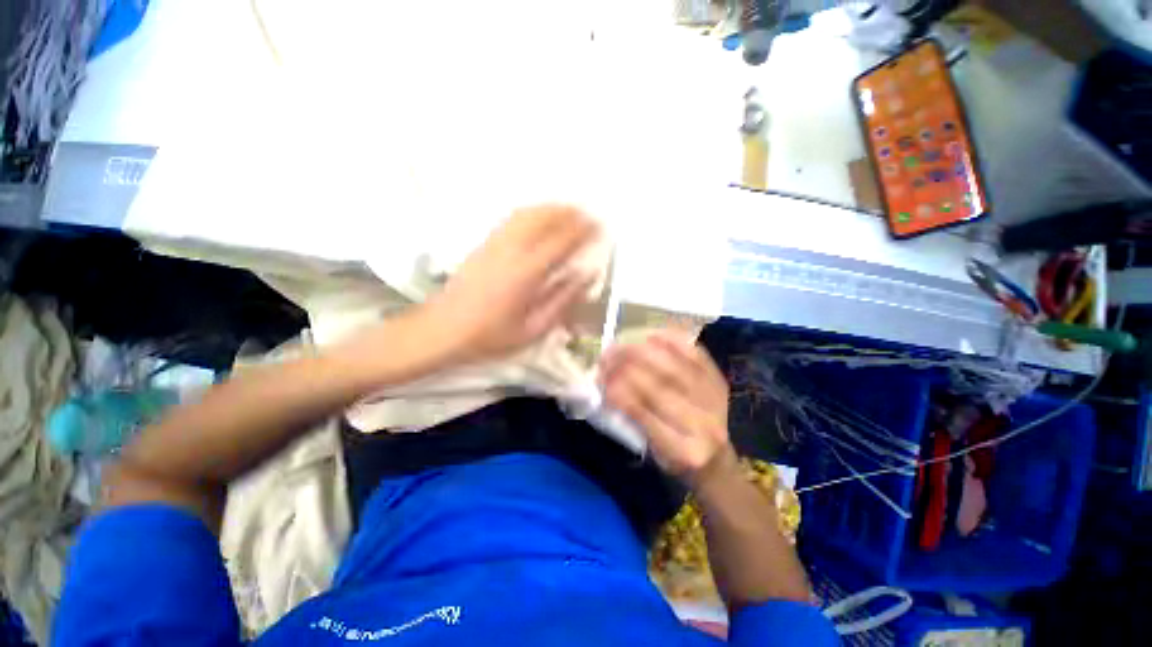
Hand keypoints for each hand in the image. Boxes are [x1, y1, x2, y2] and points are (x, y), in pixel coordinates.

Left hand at [422, 204, 599, 362]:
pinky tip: (537, 218)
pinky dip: (531, 212)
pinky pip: (511, 219)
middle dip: (569, 213)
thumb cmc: (490, 336)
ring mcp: (494, 244)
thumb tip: (586, 276)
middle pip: (544, 219)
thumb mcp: (534, 328)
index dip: (583, 231)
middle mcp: (511, 250)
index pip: (562, 241)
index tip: (599, 226)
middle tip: (587, 214)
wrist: (442, 331)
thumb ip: (563, 299)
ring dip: (551, 209)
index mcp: (527, 272)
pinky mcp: (483, 244)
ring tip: (568, 211)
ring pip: (526, 214)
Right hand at [600, 331, 734, 487]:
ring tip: (621, 345)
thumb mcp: (652, 452)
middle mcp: (704, 426)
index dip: (622, 396)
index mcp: (682, 451)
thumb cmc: (675, 458)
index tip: (601, 380)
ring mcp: (715, 400)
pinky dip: (672, 342)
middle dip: (629, 367)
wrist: (716, 458)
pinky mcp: (720, 382)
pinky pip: (695, 355)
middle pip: (662, 387)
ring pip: (675, 368)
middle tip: (606, 356)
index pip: (647, 417)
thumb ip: (633, 421)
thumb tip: (609, 386)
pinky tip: (651, 336)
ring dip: (644, 352)